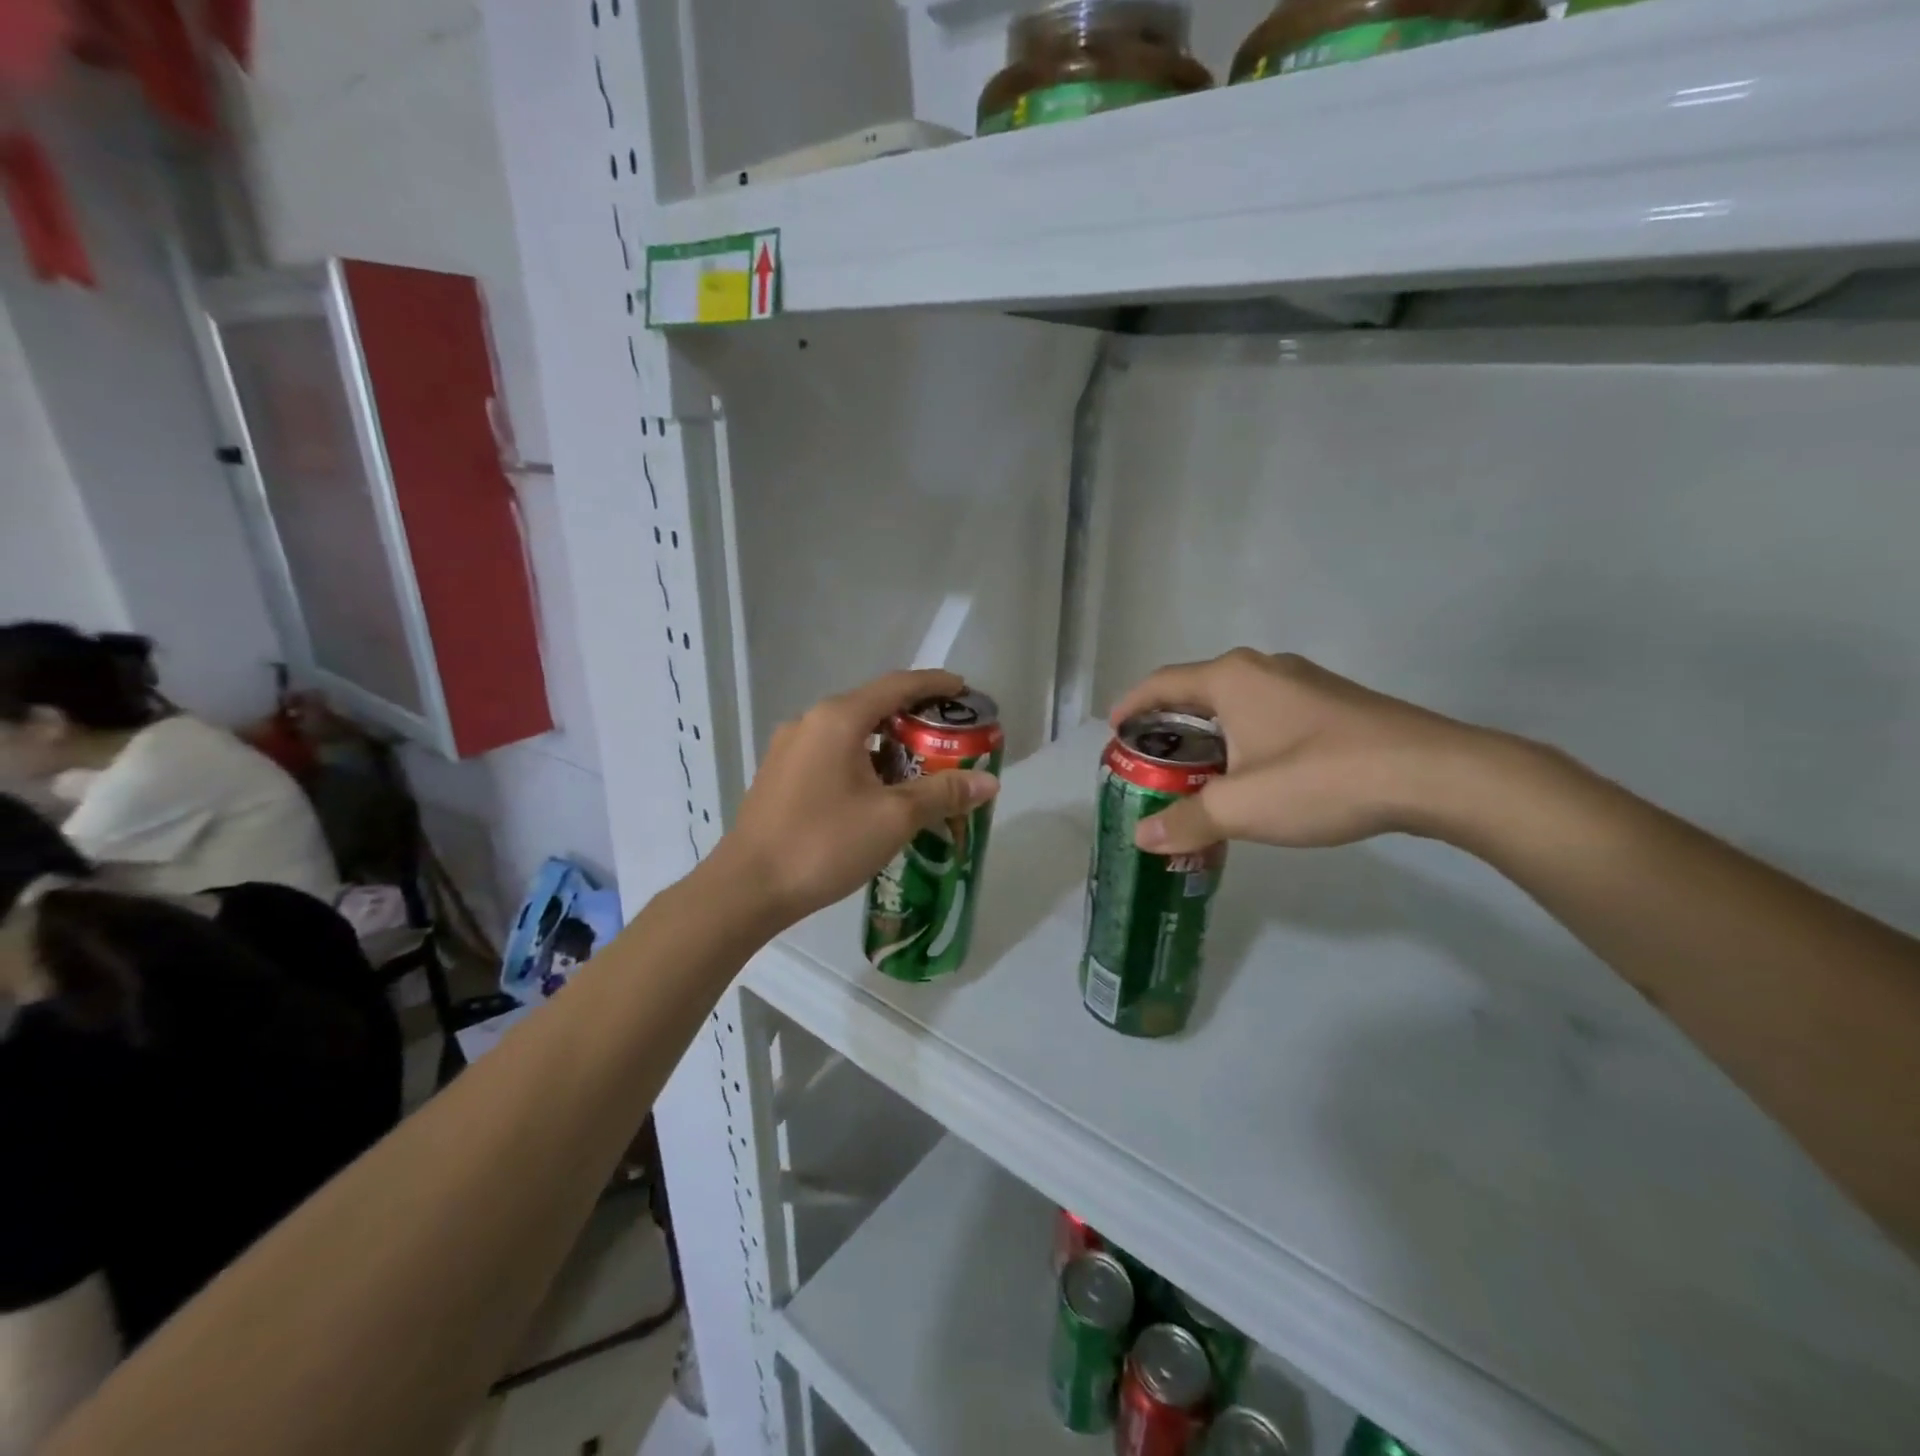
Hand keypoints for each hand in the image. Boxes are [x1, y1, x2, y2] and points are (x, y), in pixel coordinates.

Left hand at [721, 670, 1000, 927]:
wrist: (746, 889)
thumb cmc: (823, 844)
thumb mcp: (894, 818)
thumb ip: (943, 794)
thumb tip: (989, 782)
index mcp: (838, 719)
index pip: (898, 685)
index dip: (936, 684)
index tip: (965, 690)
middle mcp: (810, 722)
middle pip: (874, 706)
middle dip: (915, 718)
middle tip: (951, 738)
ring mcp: (789, 748)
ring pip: (852, 733)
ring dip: (889, 744)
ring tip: (921, 768)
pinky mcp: (780, 775)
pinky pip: (832, 753)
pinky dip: (863, 761)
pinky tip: (879, 792)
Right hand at [1110, 649, 1490, 854]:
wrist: (1434, 774)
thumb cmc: (1321, 779)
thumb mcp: (1242, 807)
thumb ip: (1187, 820)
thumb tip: (1142, 836)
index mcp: (1231, 679)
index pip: (1162, 683)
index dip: (1131, 705)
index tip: (1113, 731)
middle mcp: (1263, 668)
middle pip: (1198, 691)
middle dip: (1170, 723)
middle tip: (1153, 760)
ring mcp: (1303, 681)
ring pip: (1237, 703)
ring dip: (1210, 733)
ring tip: (1199, 771)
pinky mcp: (1334, 702)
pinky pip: (1269, 713)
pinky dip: (1245, 737)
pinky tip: (1256, 773)